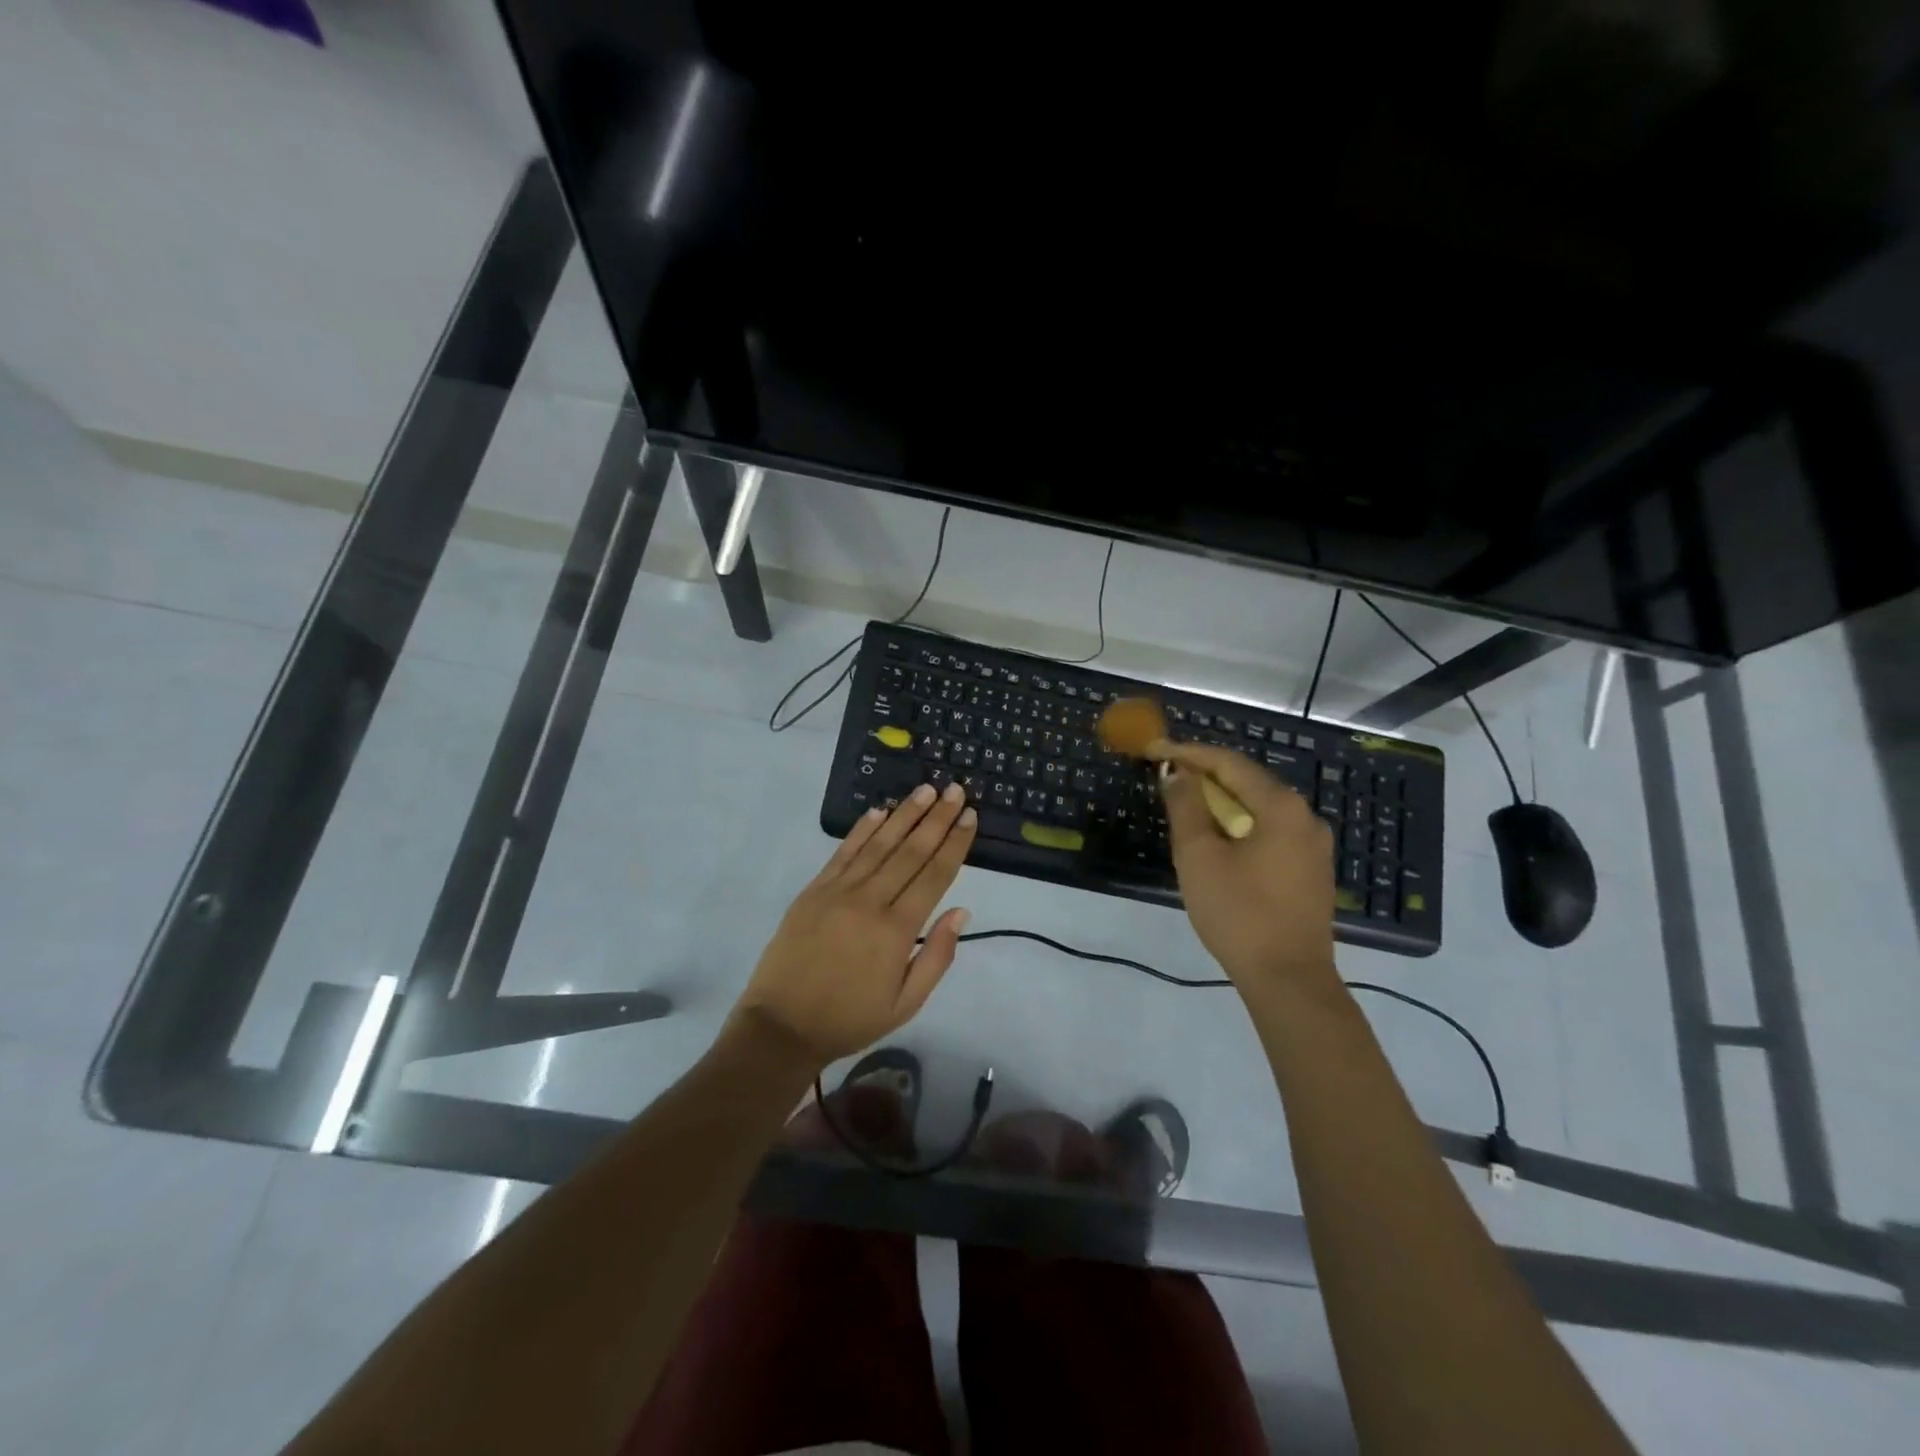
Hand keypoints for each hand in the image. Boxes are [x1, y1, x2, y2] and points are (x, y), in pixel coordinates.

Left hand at [731, 781, 977, 1067]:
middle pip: (910, 851)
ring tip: (925, 790)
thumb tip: (961, 911)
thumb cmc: (849, 1019)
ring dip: (904, 814)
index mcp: (896, 930)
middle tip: (955, 790)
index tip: (970, 816)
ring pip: (878, 844)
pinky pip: (843, 852)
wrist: (781, 1027)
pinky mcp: (813, 890)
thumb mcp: (905, 1004)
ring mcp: (837, 891)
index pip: (934, 875)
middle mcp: (869, 901)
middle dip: (936, 818)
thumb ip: (937, 956)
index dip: (954, 843)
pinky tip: (879, 810)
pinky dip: (862, 829)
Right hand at [1157, 741, 1337, 994]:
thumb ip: (1186, 807)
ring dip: (1221, 802)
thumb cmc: (1238, 913)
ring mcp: (1313, 846)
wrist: (1288, 980)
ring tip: (1184, 805)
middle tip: (1166, 775)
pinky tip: (1217, 838)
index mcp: (1281, 807)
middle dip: (1205, 776)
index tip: (1155, 749)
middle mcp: (1305, 817)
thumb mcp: (1199, 856)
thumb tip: (1177, 772)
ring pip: (1259, 808)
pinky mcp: (1310, 871)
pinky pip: (1269, 831)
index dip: (1189, 753)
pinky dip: (1239, 825)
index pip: (1230, 763)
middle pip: (1248, 781)